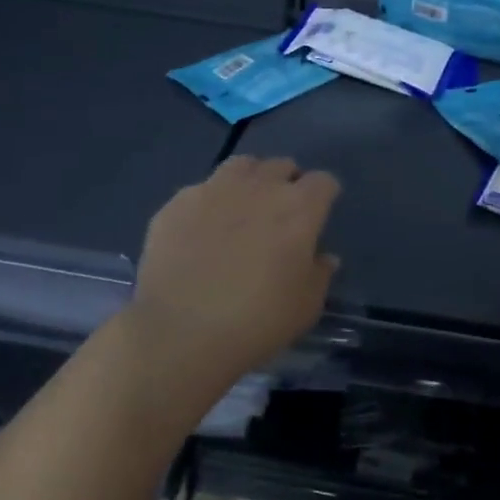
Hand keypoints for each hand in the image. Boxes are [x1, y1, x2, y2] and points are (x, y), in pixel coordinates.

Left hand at [125, 156, 340, 390]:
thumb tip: (323, 257)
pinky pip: (201, 190)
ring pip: (240, 166)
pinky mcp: (176, 203)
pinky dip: (209, 202)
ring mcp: (213, 190)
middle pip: (281, 166)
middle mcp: (259, 187)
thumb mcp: (306, 307)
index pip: (323, 182)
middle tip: (280, 214)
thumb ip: (319, 274)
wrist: (181, 333)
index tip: (319, 214)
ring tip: (242, 208)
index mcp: (298, 208)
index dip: (324, 195)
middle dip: (286, 183)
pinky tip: (201, 230)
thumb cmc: (258, 321)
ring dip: (249, 180)